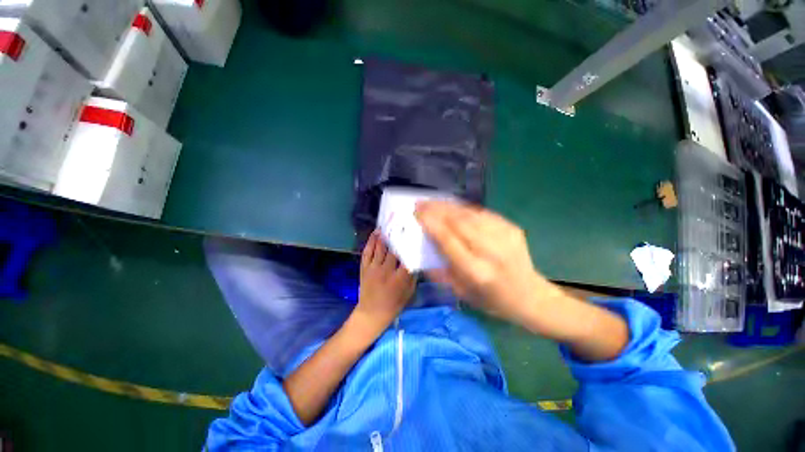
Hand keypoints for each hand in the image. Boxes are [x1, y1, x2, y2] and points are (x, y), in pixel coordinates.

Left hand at [355, 231, 416, 332]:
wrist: (372, 313)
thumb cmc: (395, 304)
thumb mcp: (410, 291)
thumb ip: (413, 274)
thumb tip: (416, 256)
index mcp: (400, 278)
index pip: (407, 256)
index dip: (410, 242)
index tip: (414, 231)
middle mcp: (386, 270)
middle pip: (393, 249)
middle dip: (398, 234)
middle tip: (402, 221)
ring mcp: (373, 268)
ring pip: (380, 247)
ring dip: (385, 234)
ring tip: (389, 222)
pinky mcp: (364, 267)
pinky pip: (368, 251)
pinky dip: (371, 240)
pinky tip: (376, 232)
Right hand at [416, 201, 628, 360]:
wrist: (530, 296)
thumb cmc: (491, 299)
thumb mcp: (461, 293)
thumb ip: (439, 273)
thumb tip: (421, 253)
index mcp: (475, 271)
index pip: (448, 239)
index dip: (430, 223)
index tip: (417, 213)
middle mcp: (490, 251)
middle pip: (458, 221)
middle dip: (436, 209)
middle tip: (421, 203)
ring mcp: (504, 236)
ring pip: (470, 213)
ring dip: (448, 205)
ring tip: (433, 202)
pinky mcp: (511, 228)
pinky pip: (482, 213)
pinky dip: (464, 208)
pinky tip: (453, 207)